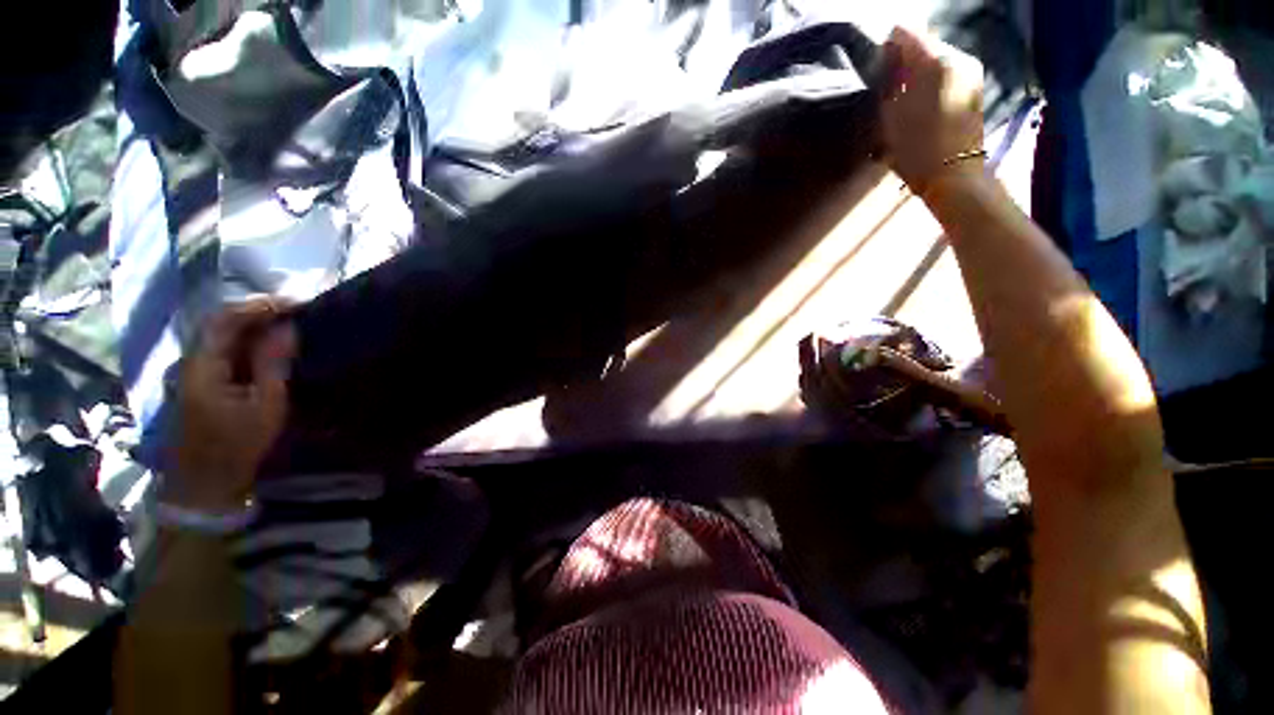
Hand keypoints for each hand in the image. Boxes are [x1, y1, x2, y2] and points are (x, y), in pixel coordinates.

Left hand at [165, 299, 296, 510]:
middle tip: (295, 309)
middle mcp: (191, 361)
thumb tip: (287, 327)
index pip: (226, 319)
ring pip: (219, 334)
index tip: (297, 303)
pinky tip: (267, 344)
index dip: (260, 306)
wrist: (204, 484)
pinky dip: (245, 339)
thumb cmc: (236, 446)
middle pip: (219, 322)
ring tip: (286, 322)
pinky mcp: (199, 382)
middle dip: (257, 311)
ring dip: (252, 324)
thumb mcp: (265, 406)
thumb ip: (273, 363)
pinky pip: (222, 349)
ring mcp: (192, 372)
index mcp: (202, 366)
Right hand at [880, 27, 985, 191]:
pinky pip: (948, 71)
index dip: (888, 46)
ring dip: (920, 71)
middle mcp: (958, 56)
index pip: (906, 32)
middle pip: (925, 42)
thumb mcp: (890, 116)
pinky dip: (933, 80)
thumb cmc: (915, 149)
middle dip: (906, 59)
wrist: (953, 175)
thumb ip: (889, 84)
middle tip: (890, 86)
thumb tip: (891, 67)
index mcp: (935, 60)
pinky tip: (924, 103)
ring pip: (937, 57)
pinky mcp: (975, 86)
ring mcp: (970, 70)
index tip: (878, 68)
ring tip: (906, 97)